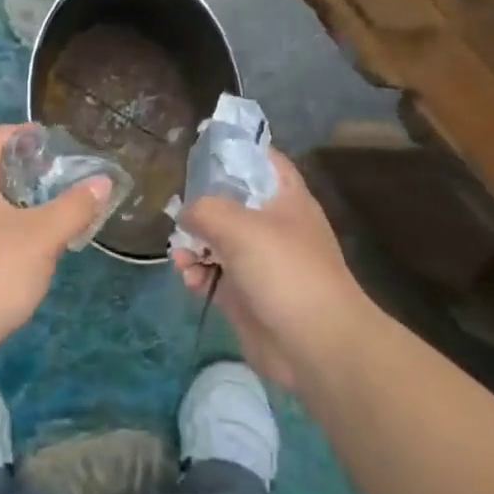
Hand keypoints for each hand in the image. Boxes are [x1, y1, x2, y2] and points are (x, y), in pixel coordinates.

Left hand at [0, 125, 111, 353]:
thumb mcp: (44, 236)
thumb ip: (74, 206)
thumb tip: (102, 182)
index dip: (20, 133)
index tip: (50, 140)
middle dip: (22, 167)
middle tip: (56, 174)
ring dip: (15, 198)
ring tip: (49, 207)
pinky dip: (6, 223)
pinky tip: (29, 244)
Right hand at [171, 150, 367, 389]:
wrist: (315, 344)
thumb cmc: (285, 272)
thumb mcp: (239, 226)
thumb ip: (204, 209)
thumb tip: (186, 214)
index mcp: (286, 199)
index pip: (262, 160)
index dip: (235, 150)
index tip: (200, 149)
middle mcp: (273, 226)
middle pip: (230, 202)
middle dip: (200, 207)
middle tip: (178, 213)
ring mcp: (260, 262)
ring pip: (216, 241)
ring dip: (193, 245)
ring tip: (181, 257)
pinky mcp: (246, 294)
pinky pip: (214, 274)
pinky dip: (198, 274)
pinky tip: (190, 279)